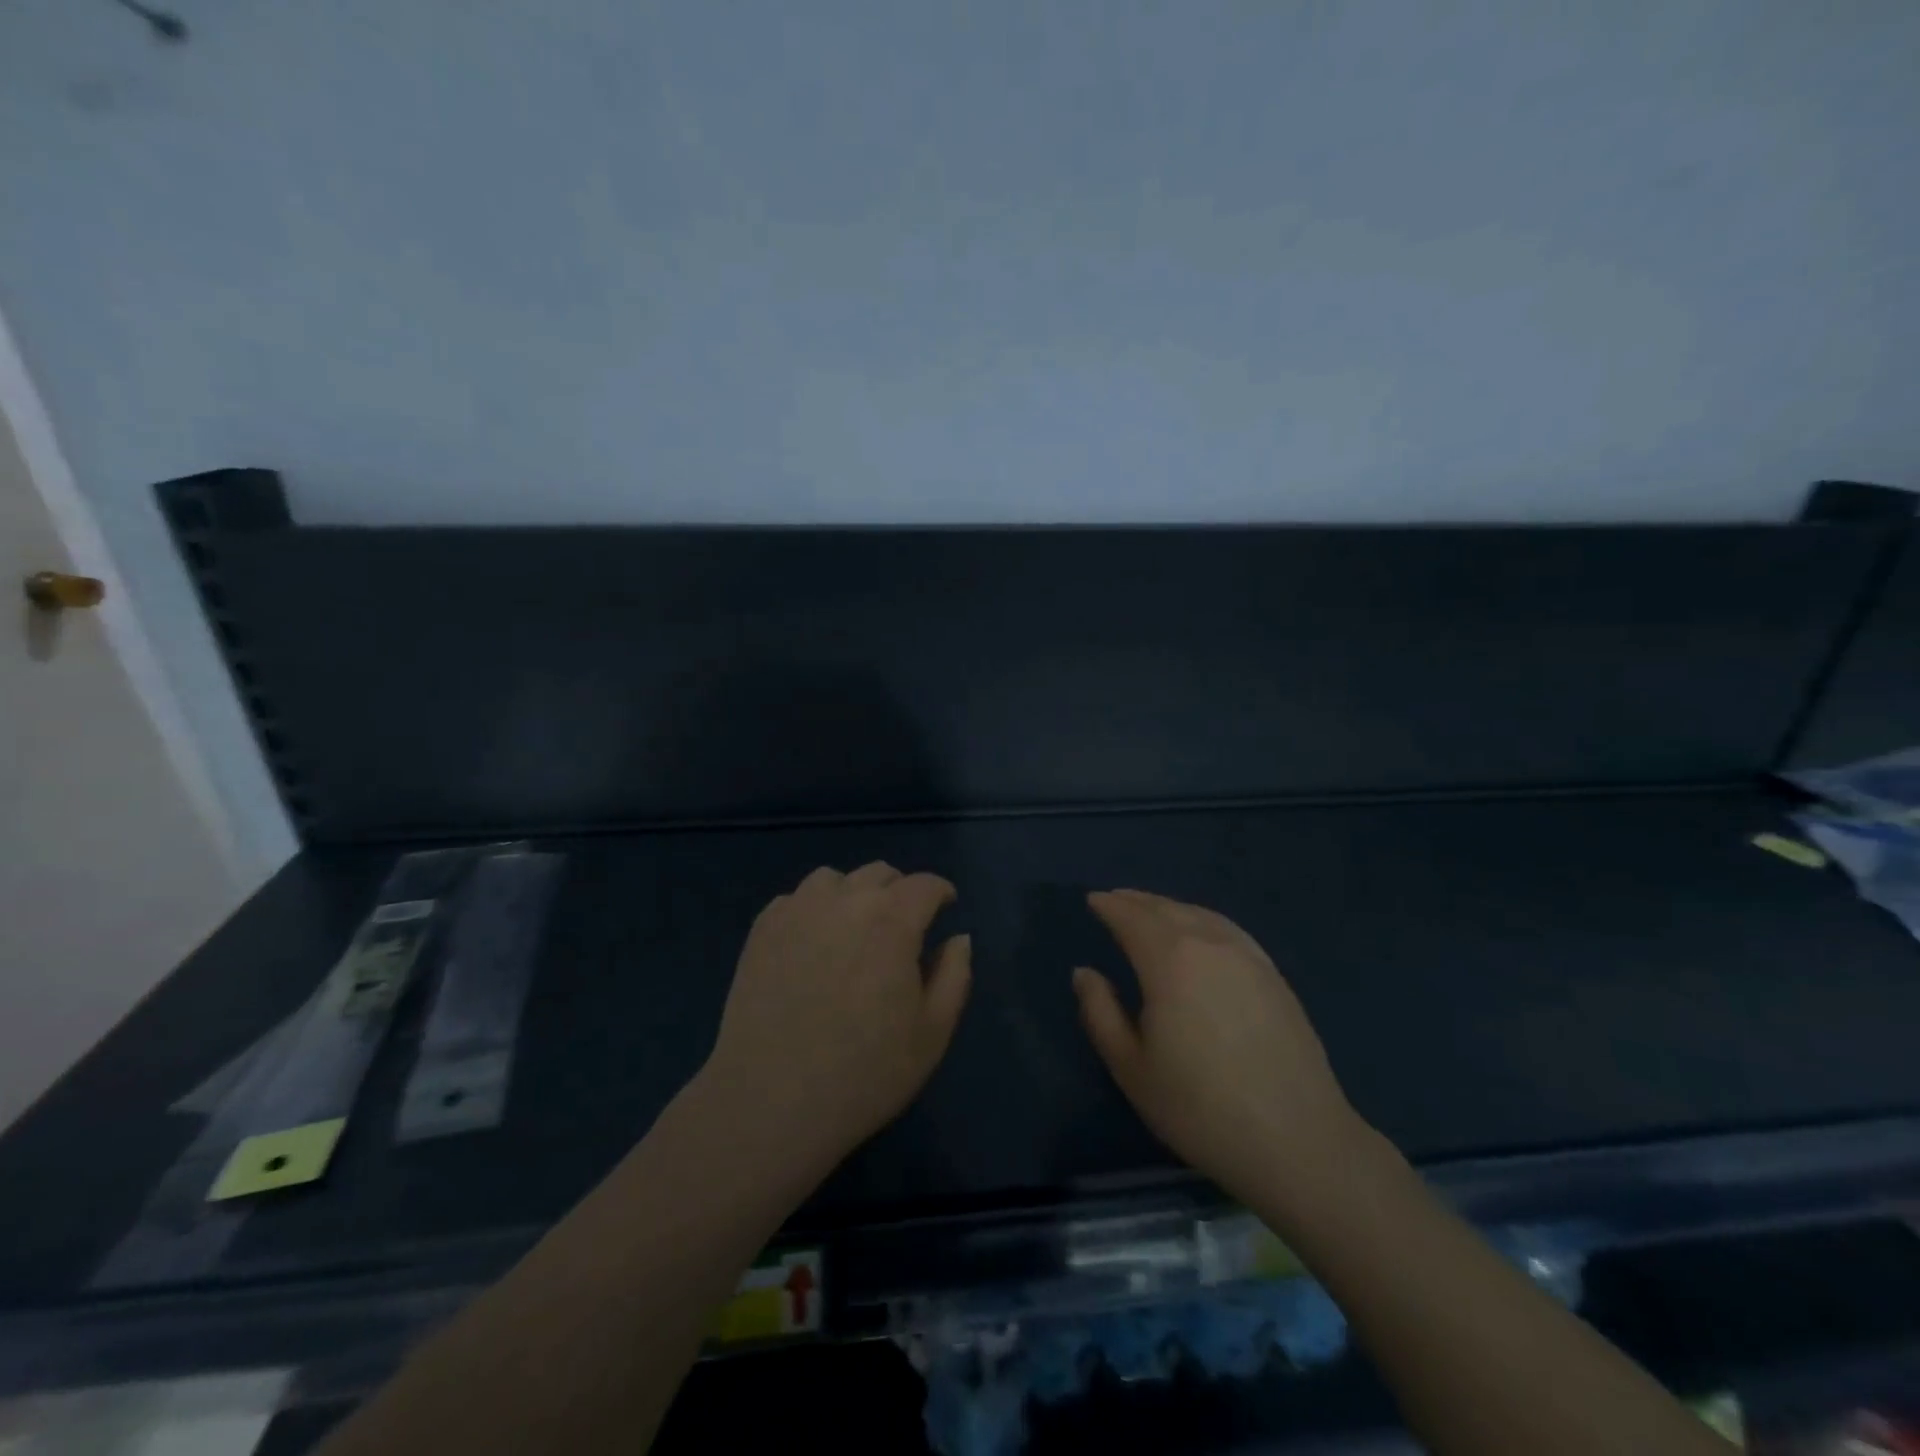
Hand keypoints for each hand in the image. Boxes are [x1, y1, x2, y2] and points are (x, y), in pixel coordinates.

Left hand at [701, 863, 971, 1177]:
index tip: (946, 908)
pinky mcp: (762, 929)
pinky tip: (812, 943)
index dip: (941, 892)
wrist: (770, 1101)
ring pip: (835, 879)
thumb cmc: (864, 1072)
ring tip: (854, 929)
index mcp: (892, 920)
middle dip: (900, 891)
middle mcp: (845, 900)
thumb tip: (959, 938)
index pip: (925, 885)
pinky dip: (813, 909)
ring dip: (854, 894)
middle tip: (903, 926)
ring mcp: (797, 910)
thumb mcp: (932, 1033)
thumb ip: (954, 975)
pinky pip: (795, 899)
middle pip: (880, 874)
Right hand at [1073, 889, 1362, 1207]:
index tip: (1093, 900)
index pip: (1132, 918)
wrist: (1297, 1141)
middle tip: (1116, 899)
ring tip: (1152, 910)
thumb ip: (1100, 1013)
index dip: (1110, 906)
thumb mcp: (1131, 1067)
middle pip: (1166, 909)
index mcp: (1169, 960)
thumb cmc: (1200, 1108)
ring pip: (1200, 914)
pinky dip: (1203, 919)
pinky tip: (1201, 930)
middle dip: (1137, 901)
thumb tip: (1084, 973)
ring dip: (1170, 907)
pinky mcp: (1274, 975)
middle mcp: (1209, 944)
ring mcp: (1248, 956)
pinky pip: (1228, 929)